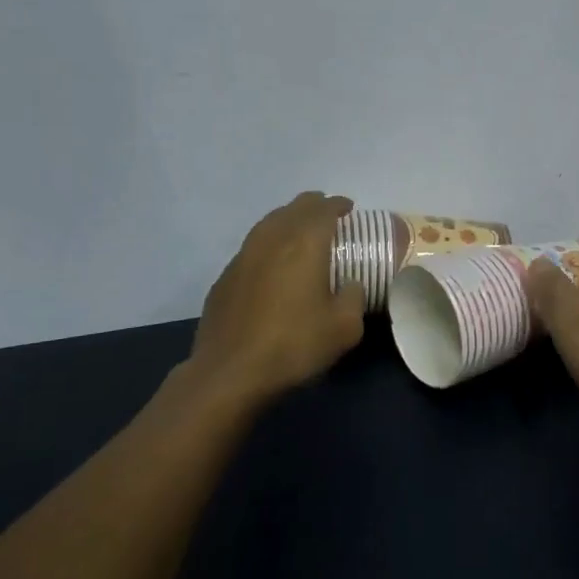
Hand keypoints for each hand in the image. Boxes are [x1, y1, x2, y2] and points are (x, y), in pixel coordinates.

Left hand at [189, 192, 366, 408]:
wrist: (230, 373)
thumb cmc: (294, 345)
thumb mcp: (344, 328)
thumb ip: (353, 298)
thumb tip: (349, 285)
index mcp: (304, 244)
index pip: (323, 210)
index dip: (338, 205)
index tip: (349, 208)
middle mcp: (271, 240)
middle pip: (293, 209)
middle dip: (312, 205)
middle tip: (327, 213)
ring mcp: (243, 257)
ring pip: (268, 223)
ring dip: (287, 220)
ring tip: (300, 231)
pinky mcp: (224, 278)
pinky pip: (252, 247)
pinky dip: (269, 244)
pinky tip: (273, 263)